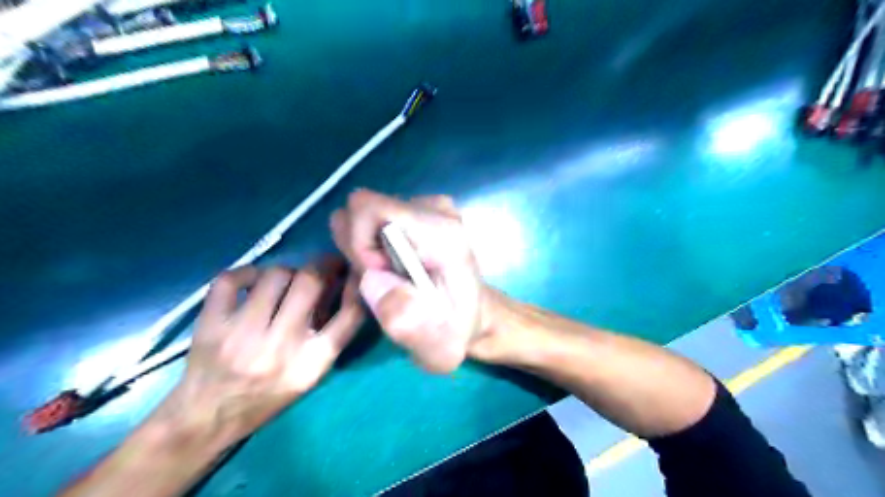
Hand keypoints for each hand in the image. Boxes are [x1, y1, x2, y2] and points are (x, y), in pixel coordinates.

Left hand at [161, 260, 361, 442]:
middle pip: (310, 282)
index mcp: (311, 363)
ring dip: (287, 272)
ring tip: (286, 281)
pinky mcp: (211, 325)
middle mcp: (280, 347)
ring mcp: (242, 334)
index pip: (349, 314)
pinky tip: (254, 281)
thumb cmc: (267, 396)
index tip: (354, 271)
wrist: (208, 417)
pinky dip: (247, 273)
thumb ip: (329, 335)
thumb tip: (339, 287)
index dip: (356, 285)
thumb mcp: (310, 375)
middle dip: (322, 265)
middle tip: (323, 264)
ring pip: (275, 275)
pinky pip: (232, 279)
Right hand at [327, 189, 507, 371]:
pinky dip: (372, 248)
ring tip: (389, 280)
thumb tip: (372, 279)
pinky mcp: (417, 211)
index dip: (359, 245)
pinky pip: (373, 221)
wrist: (475, 315)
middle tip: (382, 283)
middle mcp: (434, 209)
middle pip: (361, 210)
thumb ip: (406, 321)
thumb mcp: (437, 347)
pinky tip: (392, 272)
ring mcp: (426, 206)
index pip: (368, 208)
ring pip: (364, 216)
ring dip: (364, 252)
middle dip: (358, 250)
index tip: (376, 277)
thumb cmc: (457, 332)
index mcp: (441, 232)